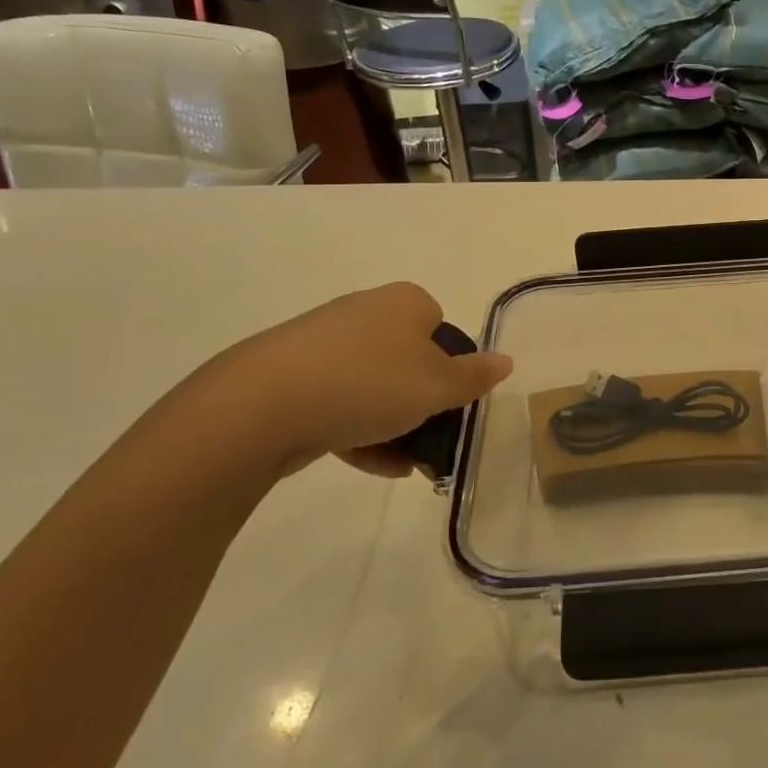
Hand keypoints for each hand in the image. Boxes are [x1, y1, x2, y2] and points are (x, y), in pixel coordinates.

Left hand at [201, 282, 511, 479]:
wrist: (262, 405)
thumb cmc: (369, 383)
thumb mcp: (437, 386)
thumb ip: (474, 377)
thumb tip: (506, 361)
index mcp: (403, 302)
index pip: (440, 325)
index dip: (450, 364)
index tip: (449, 399)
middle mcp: (364, 312)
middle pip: (408, 358)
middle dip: (422, 400)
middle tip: (432, 435)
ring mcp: (323, 344)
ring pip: (374, 385)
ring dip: (394, 423)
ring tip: (407, 464)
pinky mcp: (293, 377)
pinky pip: (340, 403)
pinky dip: (360, 432)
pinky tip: (377, 466)